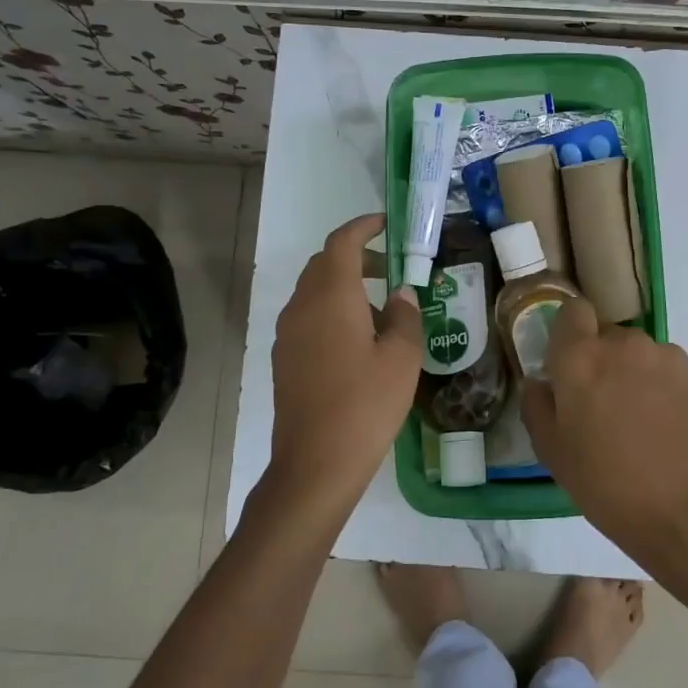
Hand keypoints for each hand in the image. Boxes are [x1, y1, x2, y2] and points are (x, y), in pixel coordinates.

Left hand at [266, 214, 422, 517]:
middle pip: (324, 264)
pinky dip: (329, 309)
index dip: (363, 227)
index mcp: (331, 297)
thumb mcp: (402, 359)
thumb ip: (405, 317)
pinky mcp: (283, 358)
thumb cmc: (366, 405)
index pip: (342, 243)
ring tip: (377, 306)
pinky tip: (355, 339)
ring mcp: (287, 334)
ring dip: (342, 284)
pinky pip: (306, 316)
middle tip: (389, 268)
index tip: (386, 224)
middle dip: (355, 256)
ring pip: (312, 291)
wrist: (315, 463)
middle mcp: (302, 306)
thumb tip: (401, 293)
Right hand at [522, 297, 687, 567]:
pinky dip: (664, 388)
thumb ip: (536, 404)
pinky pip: (669, 370)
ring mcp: (666, 356)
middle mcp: (624, 344)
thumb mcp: (551, 451)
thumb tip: (540, 382)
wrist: (684, 512)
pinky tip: (666, 426)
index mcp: (581, 358)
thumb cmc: (605, 483)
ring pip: (640, 353)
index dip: (570, 332)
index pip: (573, 310)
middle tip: (604, 404)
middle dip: (602, 359)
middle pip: (607, 335)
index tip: (569, 363)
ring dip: (634, 373)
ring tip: (640, 419)